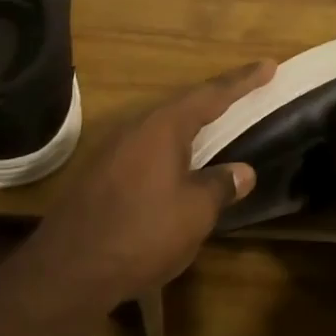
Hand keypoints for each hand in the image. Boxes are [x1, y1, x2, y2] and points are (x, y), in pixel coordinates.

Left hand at [21, 60, 274, 311]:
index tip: (268, 65)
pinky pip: (146, 150)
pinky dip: (170, 152)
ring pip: (163, 129)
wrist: (67, 271)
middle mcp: (137, 127)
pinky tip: (177, 169)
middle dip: (216, 101)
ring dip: (192, 128)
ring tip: (215, 131)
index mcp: (164, 126)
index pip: (212, 94)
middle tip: (245, 95)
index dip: (243, 81)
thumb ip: (221, 186)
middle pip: (185, 106)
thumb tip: (242, 171)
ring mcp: (114, 149)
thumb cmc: (141, 233)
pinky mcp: (100, 174)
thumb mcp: (194, 213)